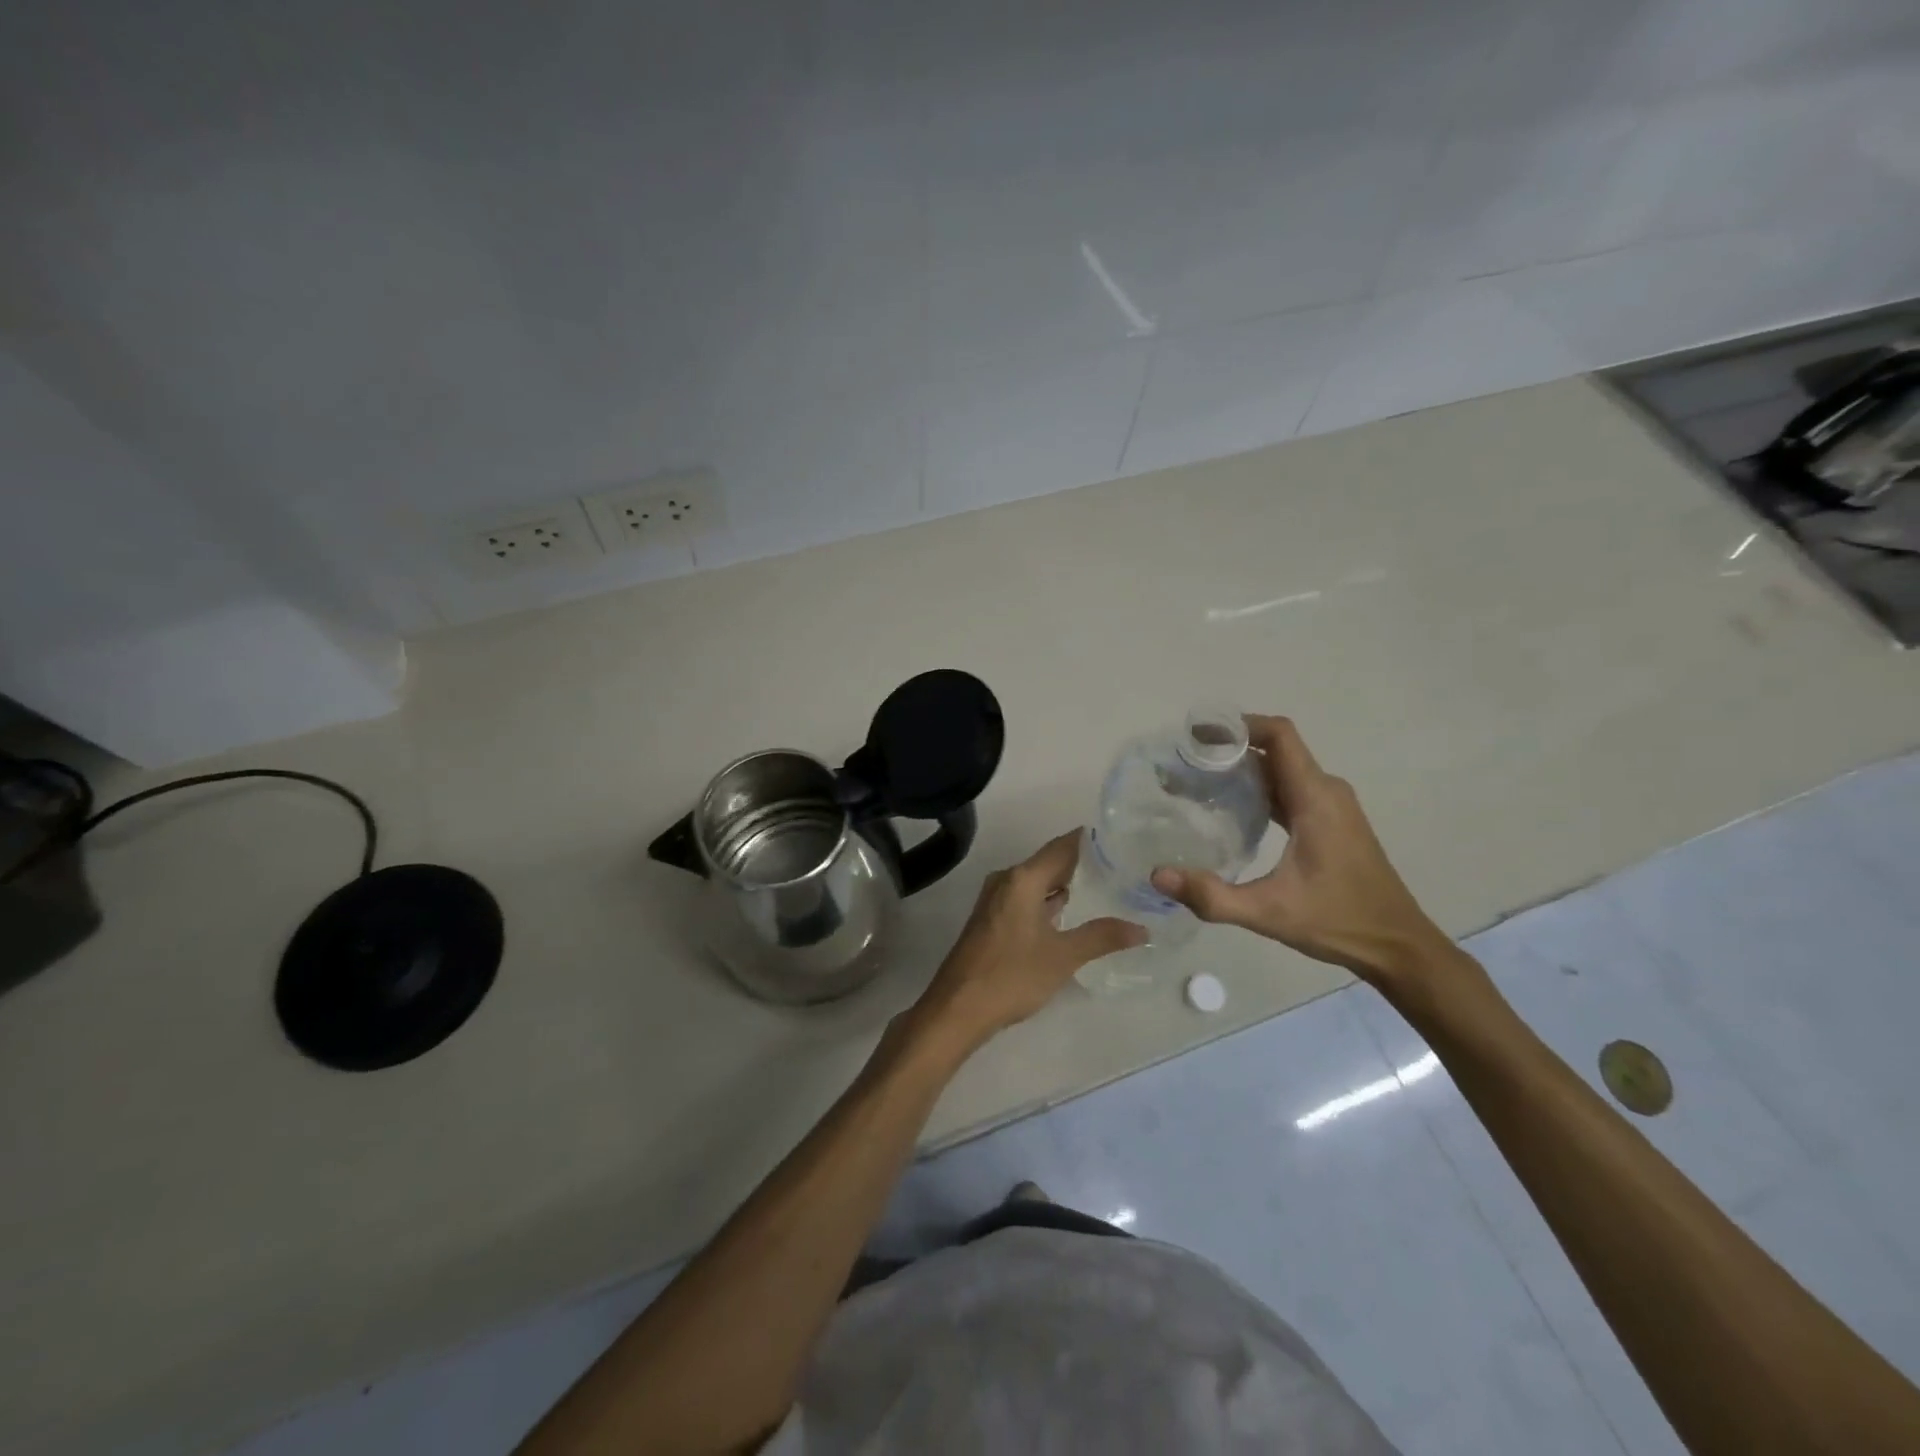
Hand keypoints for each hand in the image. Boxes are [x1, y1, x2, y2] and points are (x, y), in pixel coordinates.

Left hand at [915, 831, 1145, 1048]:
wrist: (958, 1008)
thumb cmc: (1011, 975)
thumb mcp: (1063, 956)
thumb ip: (1102, 937)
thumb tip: (1142, 929)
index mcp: (1022, 879)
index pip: (1062, 846)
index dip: (1091, 840)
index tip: (1121, 837)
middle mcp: (1007, 880)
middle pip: (1049, 861)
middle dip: (1083, 863)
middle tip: (1122, 865)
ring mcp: (996, 900)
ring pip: (1037, 881)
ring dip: (1065, 883)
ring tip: (1105, 886)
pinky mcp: (992, 920)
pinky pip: (1027, 898)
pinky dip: (1049, 901)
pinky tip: (1071, 913)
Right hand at [1150, 715, 1453, 987]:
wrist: (1397, 946)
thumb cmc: (1338, 922)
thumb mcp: (1268, 912)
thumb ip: (1212, 896)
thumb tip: (1157, 875)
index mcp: (1316, 798)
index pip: (1279, 735)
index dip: (1239, 725)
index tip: (1198, 734)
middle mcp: (1326, 791)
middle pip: (1276, 749)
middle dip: (1230, 748)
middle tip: (1185, 761)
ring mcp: (1332, 806)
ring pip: (1282, 769)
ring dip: (1244, 768)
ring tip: (1198, 780)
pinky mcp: (1331, 822)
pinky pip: (1290, 789)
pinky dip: (1259, 788)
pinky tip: (1231, 808)